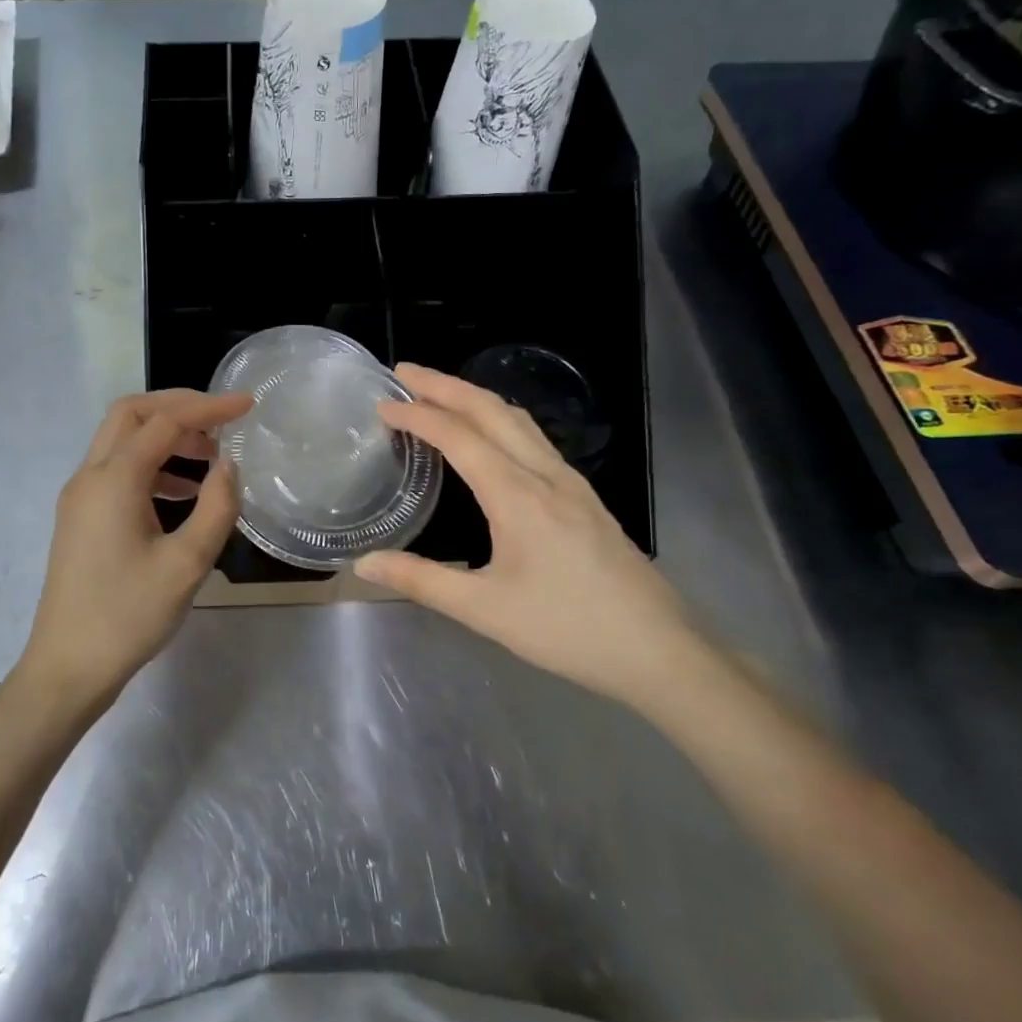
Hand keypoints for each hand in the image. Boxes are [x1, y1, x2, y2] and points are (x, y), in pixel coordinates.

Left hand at [14, 389, 250, 706]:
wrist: (68, 666)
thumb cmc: (129, 616)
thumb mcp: (187, 564)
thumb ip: (216, 508)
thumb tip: (228, 467)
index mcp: (113, 480)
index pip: (165, 422)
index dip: (209, 408)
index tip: (248, 405)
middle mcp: (89, 476)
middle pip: (131, 414)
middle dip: (178, 407)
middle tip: (221, 420)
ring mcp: (79, 497)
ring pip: (121, 440)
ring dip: (164, 436)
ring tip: (210, 459)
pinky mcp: (79, 517)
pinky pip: (116, 470)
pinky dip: (151, 465)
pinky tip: (182, 492)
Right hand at [353, 364, 713, 707]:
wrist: (658, 649)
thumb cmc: (567, 628)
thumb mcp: (484, 610)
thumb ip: (420, 581)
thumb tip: (363, 564)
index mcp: (518, 496)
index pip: (459, 437)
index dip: (418, 416)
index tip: (383, 405)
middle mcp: (545, 475)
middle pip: (491, 411)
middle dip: (445, 386)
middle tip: (404, 373)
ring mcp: (570, 482)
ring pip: (518, 419)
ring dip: (475, 397)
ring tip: (439, 393)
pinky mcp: (584, 496)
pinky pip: (534, 438)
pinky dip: (499, 419)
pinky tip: (490, 435)